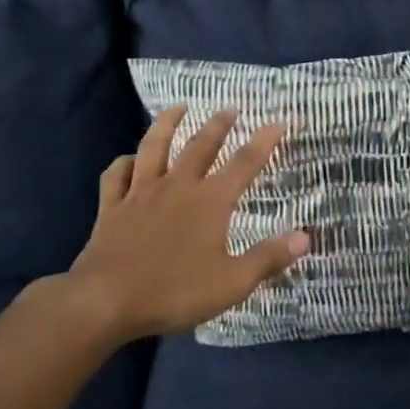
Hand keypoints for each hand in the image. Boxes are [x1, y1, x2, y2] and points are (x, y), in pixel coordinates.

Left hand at [51, 106, 309, 343]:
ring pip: (154, 148)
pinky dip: (124, 163)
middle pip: (200, 145)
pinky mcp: (111, 208)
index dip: (266, 140)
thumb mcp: (232, 282)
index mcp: (210, 201)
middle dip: (218, 124)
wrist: (105, 300)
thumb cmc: (174, 291)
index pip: (245, 163)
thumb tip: (305, 236)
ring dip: (167, 124)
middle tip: (230, 108)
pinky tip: (128, 160)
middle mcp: (177, 187)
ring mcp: (140, 194)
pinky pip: (116, 176)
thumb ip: (268, 258)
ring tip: (178, 108)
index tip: (281, 121)